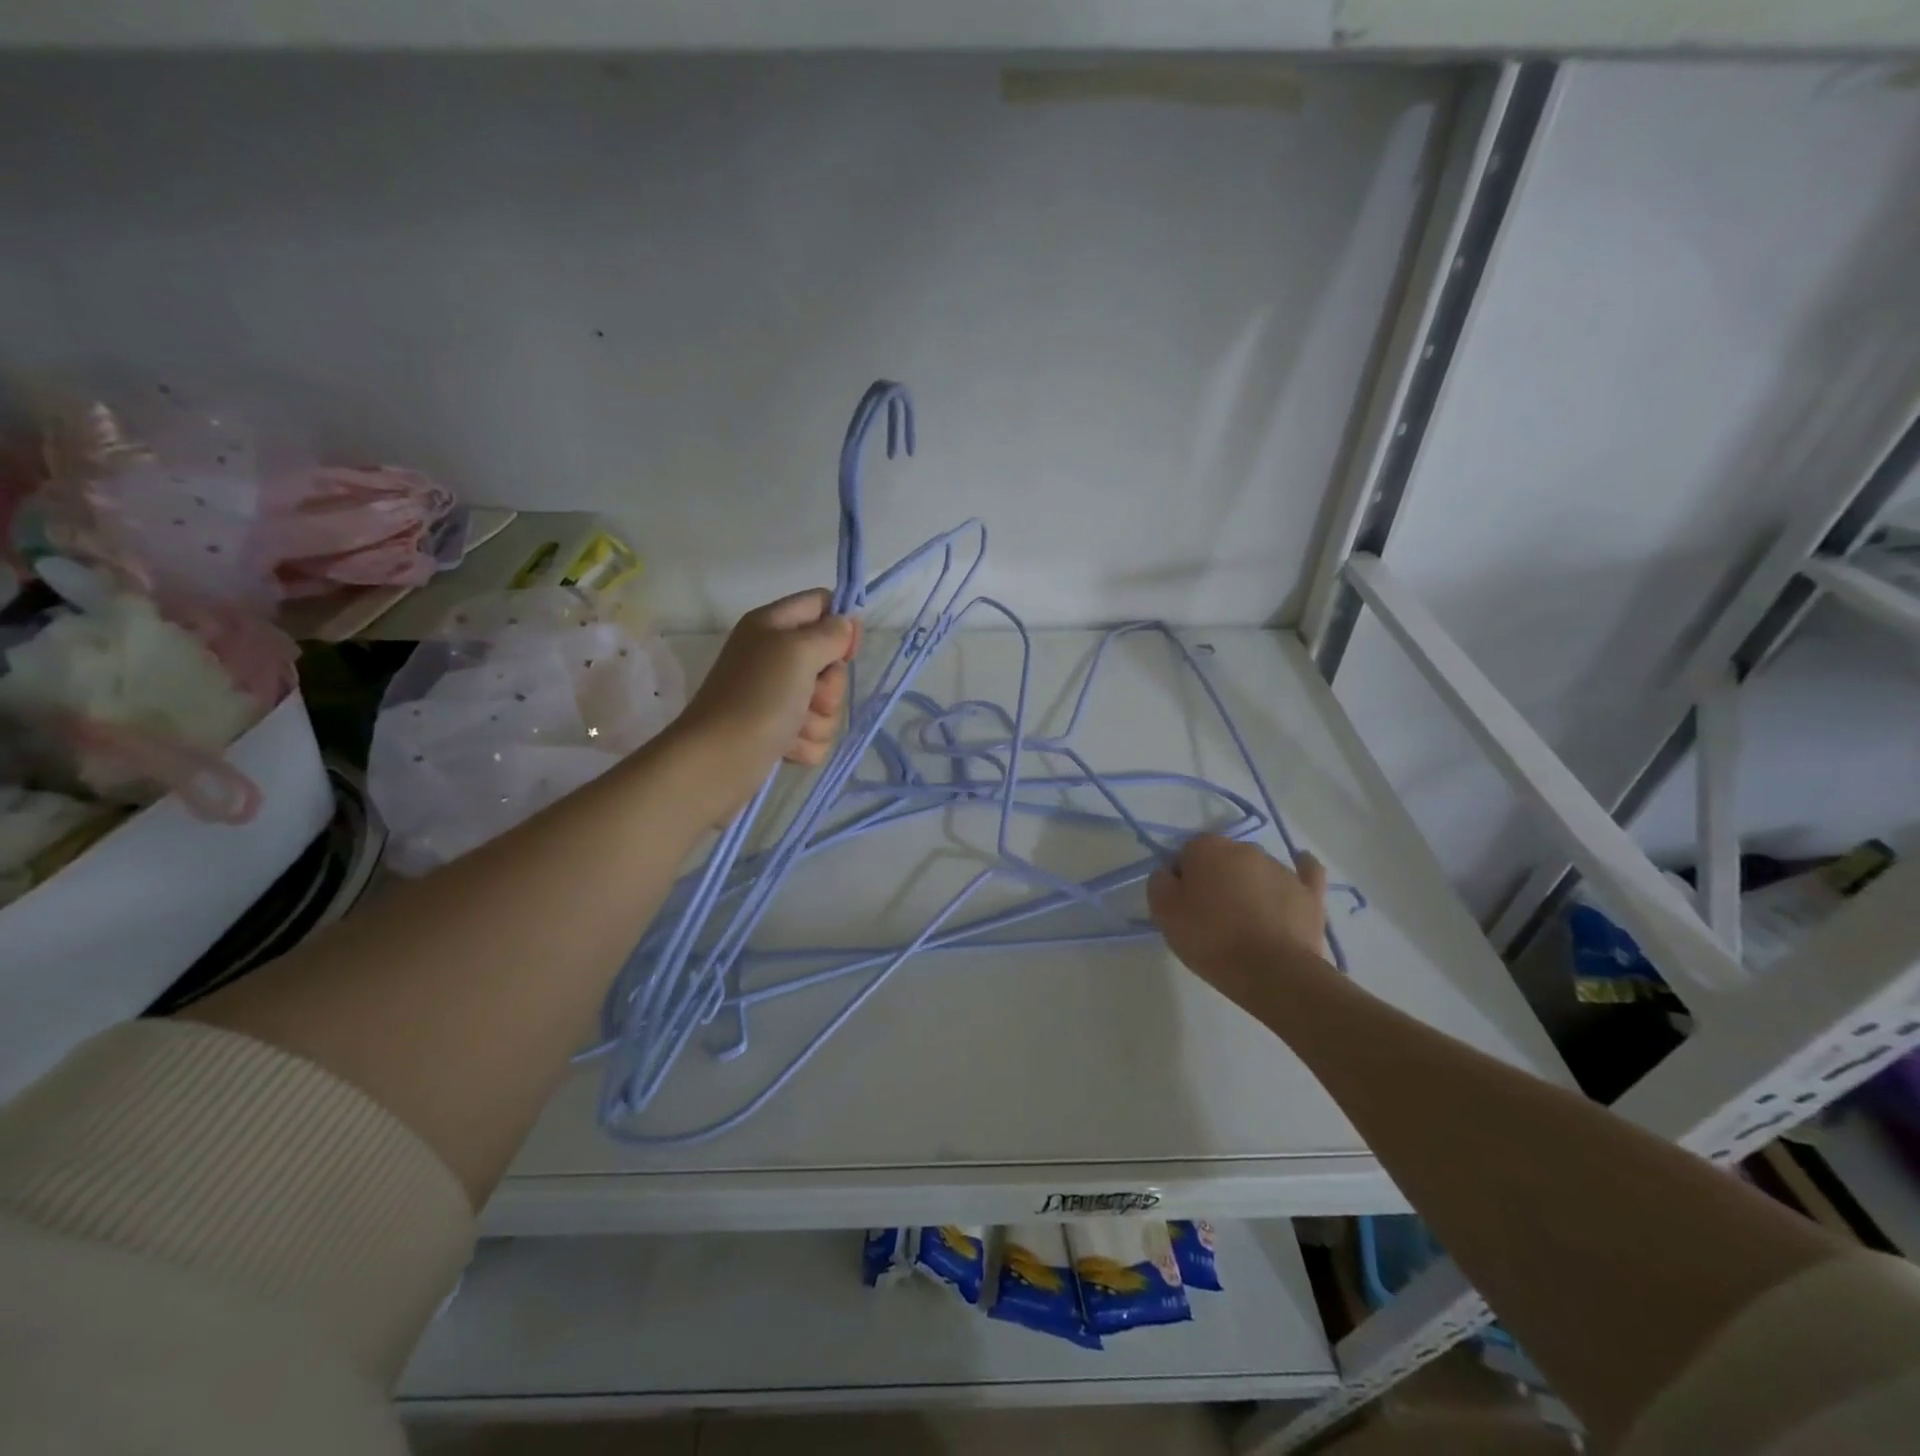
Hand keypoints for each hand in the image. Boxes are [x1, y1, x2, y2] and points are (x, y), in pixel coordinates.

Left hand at [671, 588, 859, 808]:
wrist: (719, 760)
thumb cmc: (758, 697)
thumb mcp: (798, 651)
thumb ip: (829, 633)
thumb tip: (846, 626)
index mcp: (773, 625)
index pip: (822, 605)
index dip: (843, 625)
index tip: (848, 651)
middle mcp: (775, 657)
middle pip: (831, 661)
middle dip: (831, 685)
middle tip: (811, 696)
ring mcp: (777, 697)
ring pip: (827, 703)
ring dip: (819, 719)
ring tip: (793, 728)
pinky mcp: (780, 731)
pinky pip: (816, 732)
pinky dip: (806, 742)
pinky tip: (786, 747)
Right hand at [1147, 834, 1332, 1009]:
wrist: (1273, 973)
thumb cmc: (1211, 940)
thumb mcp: (1164, 914)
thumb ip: (1159, 883)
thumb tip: (1170, 874)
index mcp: (1207, 848)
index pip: (1186, 853)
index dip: (1182, 878)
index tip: (1182, 905)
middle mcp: (1245, 849)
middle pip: (1222, 858)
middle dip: (1216, 879)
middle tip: (1210, 916)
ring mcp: (1281, 869)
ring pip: (1256, 870)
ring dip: (1248, 885)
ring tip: (1246, 923)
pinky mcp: (1309, 892)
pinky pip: (1306, 872)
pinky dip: (1301, 870)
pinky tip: (1300, 870)